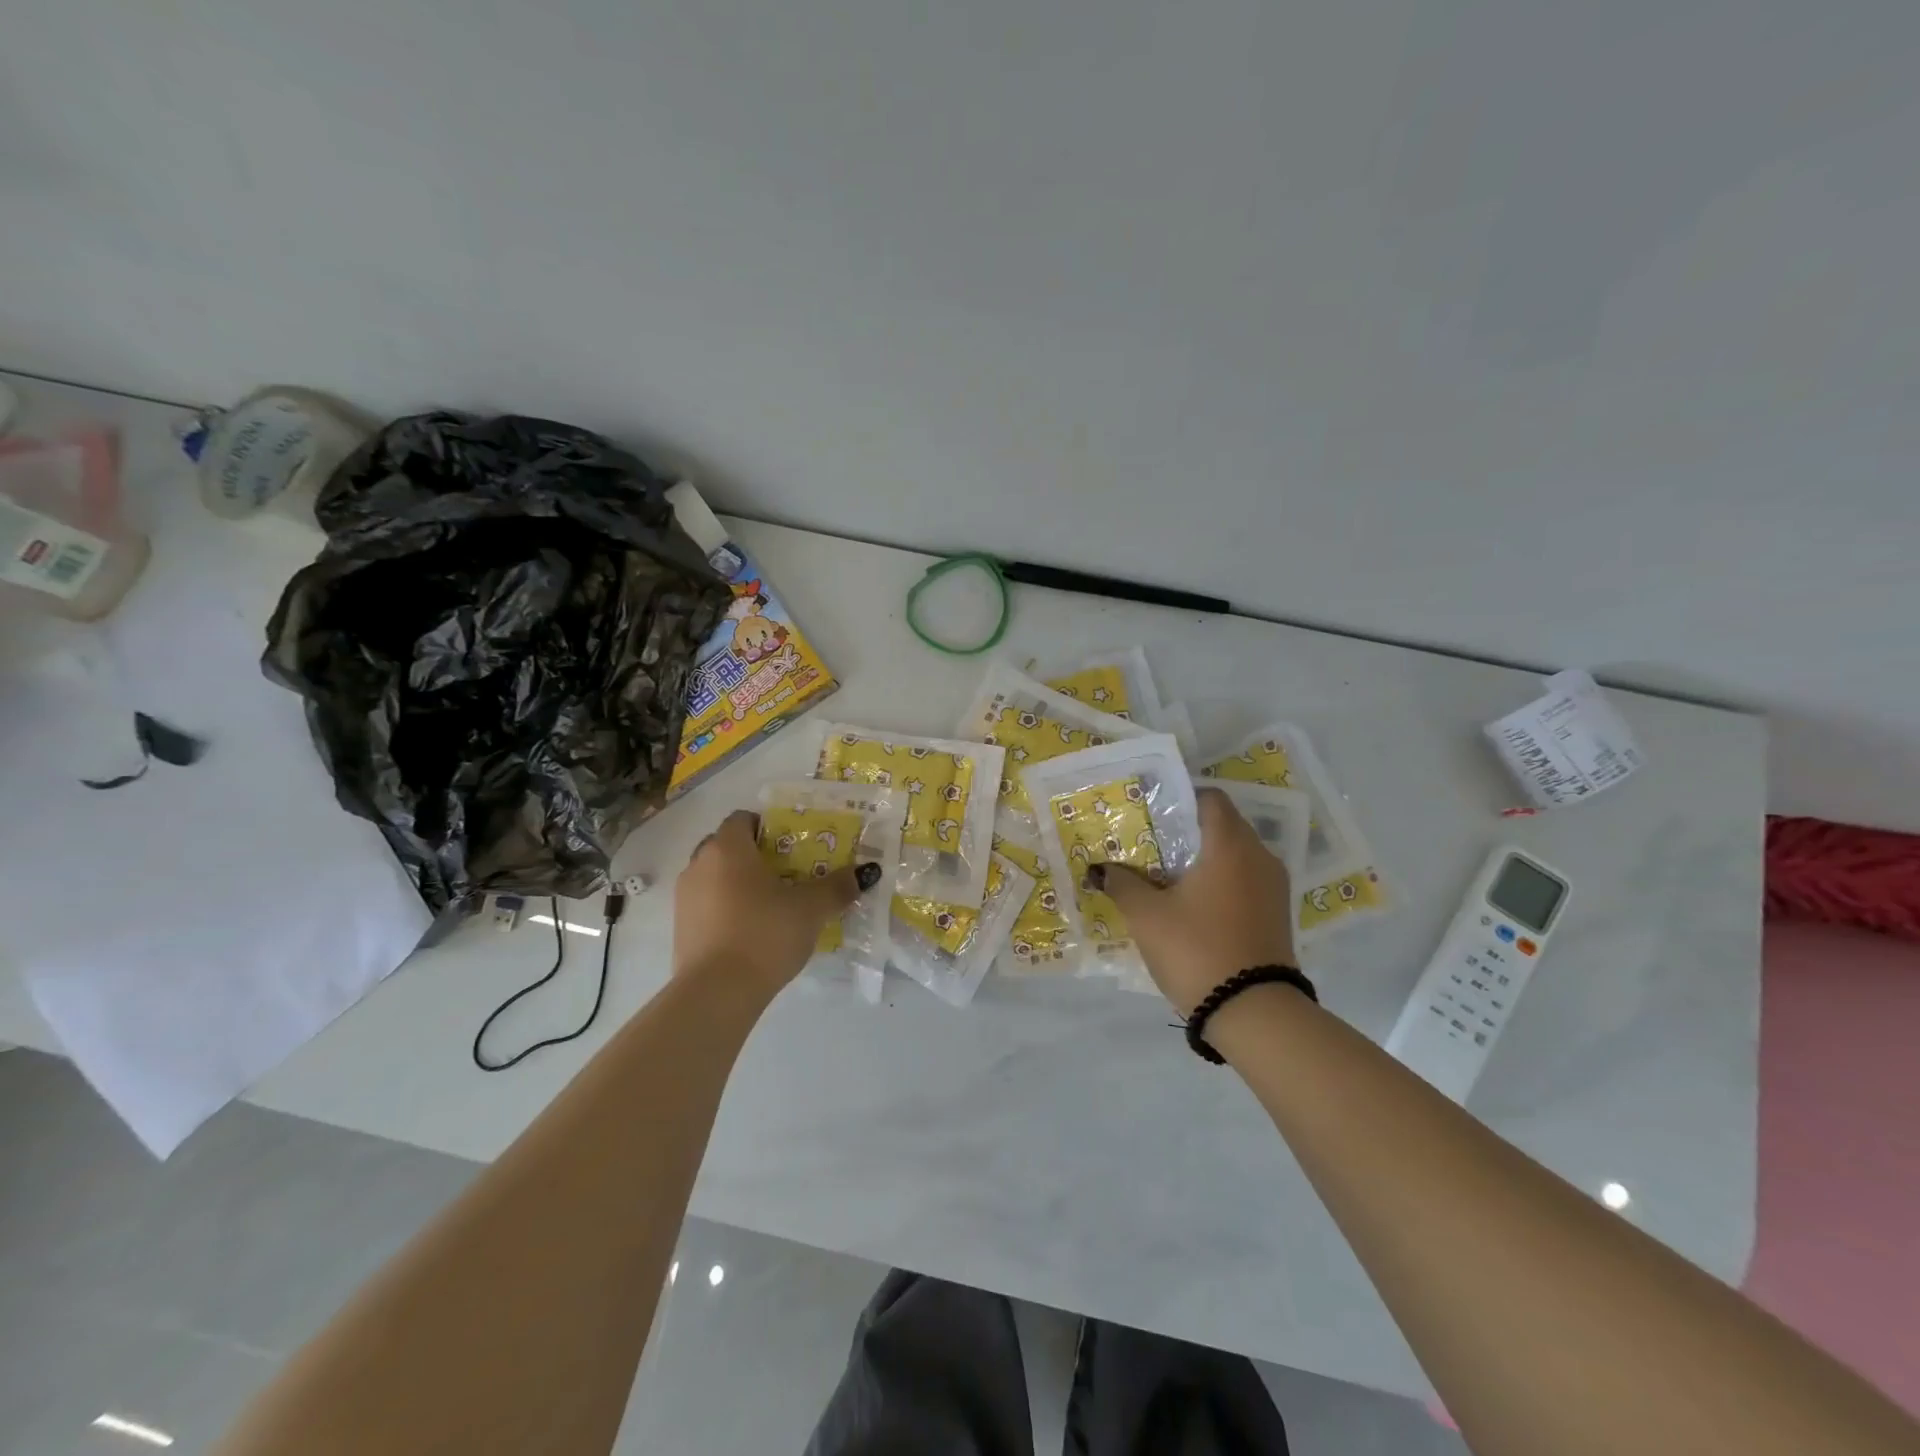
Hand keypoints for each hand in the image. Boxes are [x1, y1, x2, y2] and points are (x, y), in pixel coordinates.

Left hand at [673, 810, 881, 1003]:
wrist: (716, 994)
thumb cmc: (764, 935)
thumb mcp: (811, 909)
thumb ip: (838, 886)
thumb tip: (866, 872)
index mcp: (728, 848)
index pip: (742, 818)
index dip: (767, 826)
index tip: (792, 845)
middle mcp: (699, 864)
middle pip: (727, 846)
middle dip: (754, 855)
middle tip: (787, 873)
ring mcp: (684, 897)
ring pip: (715, 876)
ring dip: (738, 883)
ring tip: (771, 905)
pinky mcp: (680, 929)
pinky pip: (707, 905)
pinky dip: (726, 909)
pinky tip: (750, 931)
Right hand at [1092, 789, 1296, 1014]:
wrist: (1255, 1014)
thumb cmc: (1197, 949)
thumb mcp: (1147, 916)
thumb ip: (1122, 884)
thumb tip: (1100, 869)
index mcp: (1230, 845)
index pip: (1210, 799)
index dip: (1179, 799)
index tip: (1150, 812)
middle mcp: (1259, 857)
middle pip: (1221, 826)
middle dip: (1185, 831)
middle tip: (1148, 844)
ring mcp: (1273, 887)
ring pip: (1234, 856)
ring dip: (1202, 859)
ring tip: (1164, 875)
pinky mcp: (1276, 915)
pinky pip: (1244, 882)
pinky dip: (1219, 882)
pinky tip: (1190, 903)